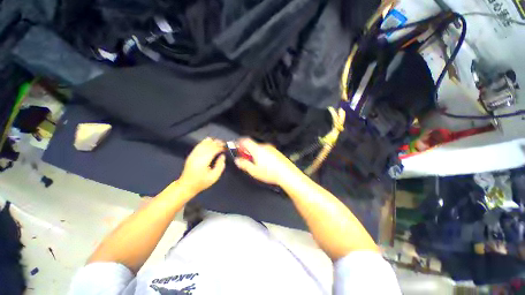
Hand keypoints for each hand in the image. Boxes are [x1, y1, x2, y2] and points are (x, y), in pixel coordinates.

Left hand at [179, 138, 225, 193]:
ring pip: (203, 143)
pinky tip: (209, 141)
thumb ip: (220, 165)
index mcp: (204, 161)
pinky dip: (205, 142)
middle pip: (209, 145)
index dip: (221, 147)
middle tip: (224, 143)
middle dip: (217, 143)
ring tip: (218, 141)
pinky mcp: (191, 155)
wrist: (186, 185)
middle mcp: (198, 155)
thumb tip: (222, 156)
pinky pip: (199, 145)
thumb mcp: (214, 177)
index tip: (226, 148)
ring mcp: (193, 154)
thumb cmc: (201, 182)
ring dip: (212, 141)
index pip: (214, 149)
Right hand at [234, 138, 299, 186]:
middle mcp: (264, 147)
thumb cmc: (271, 173)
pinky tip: (264, 164)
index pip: (245, 140)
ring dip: (255, 153)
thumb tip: (238, 161)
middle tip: (245, 158)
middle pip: (252, 145)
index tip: (237, 146)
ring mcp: (271, 149)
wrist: (286, 174)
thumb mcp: (254, 171)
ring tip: (255, 163)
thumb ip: (244, 164)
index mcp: (257, 149)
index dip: (239, 142)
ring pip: (259, 149)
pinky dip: (262, 155)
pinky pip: (266, 151)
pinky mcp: (276, 152)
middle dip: (247, 150)